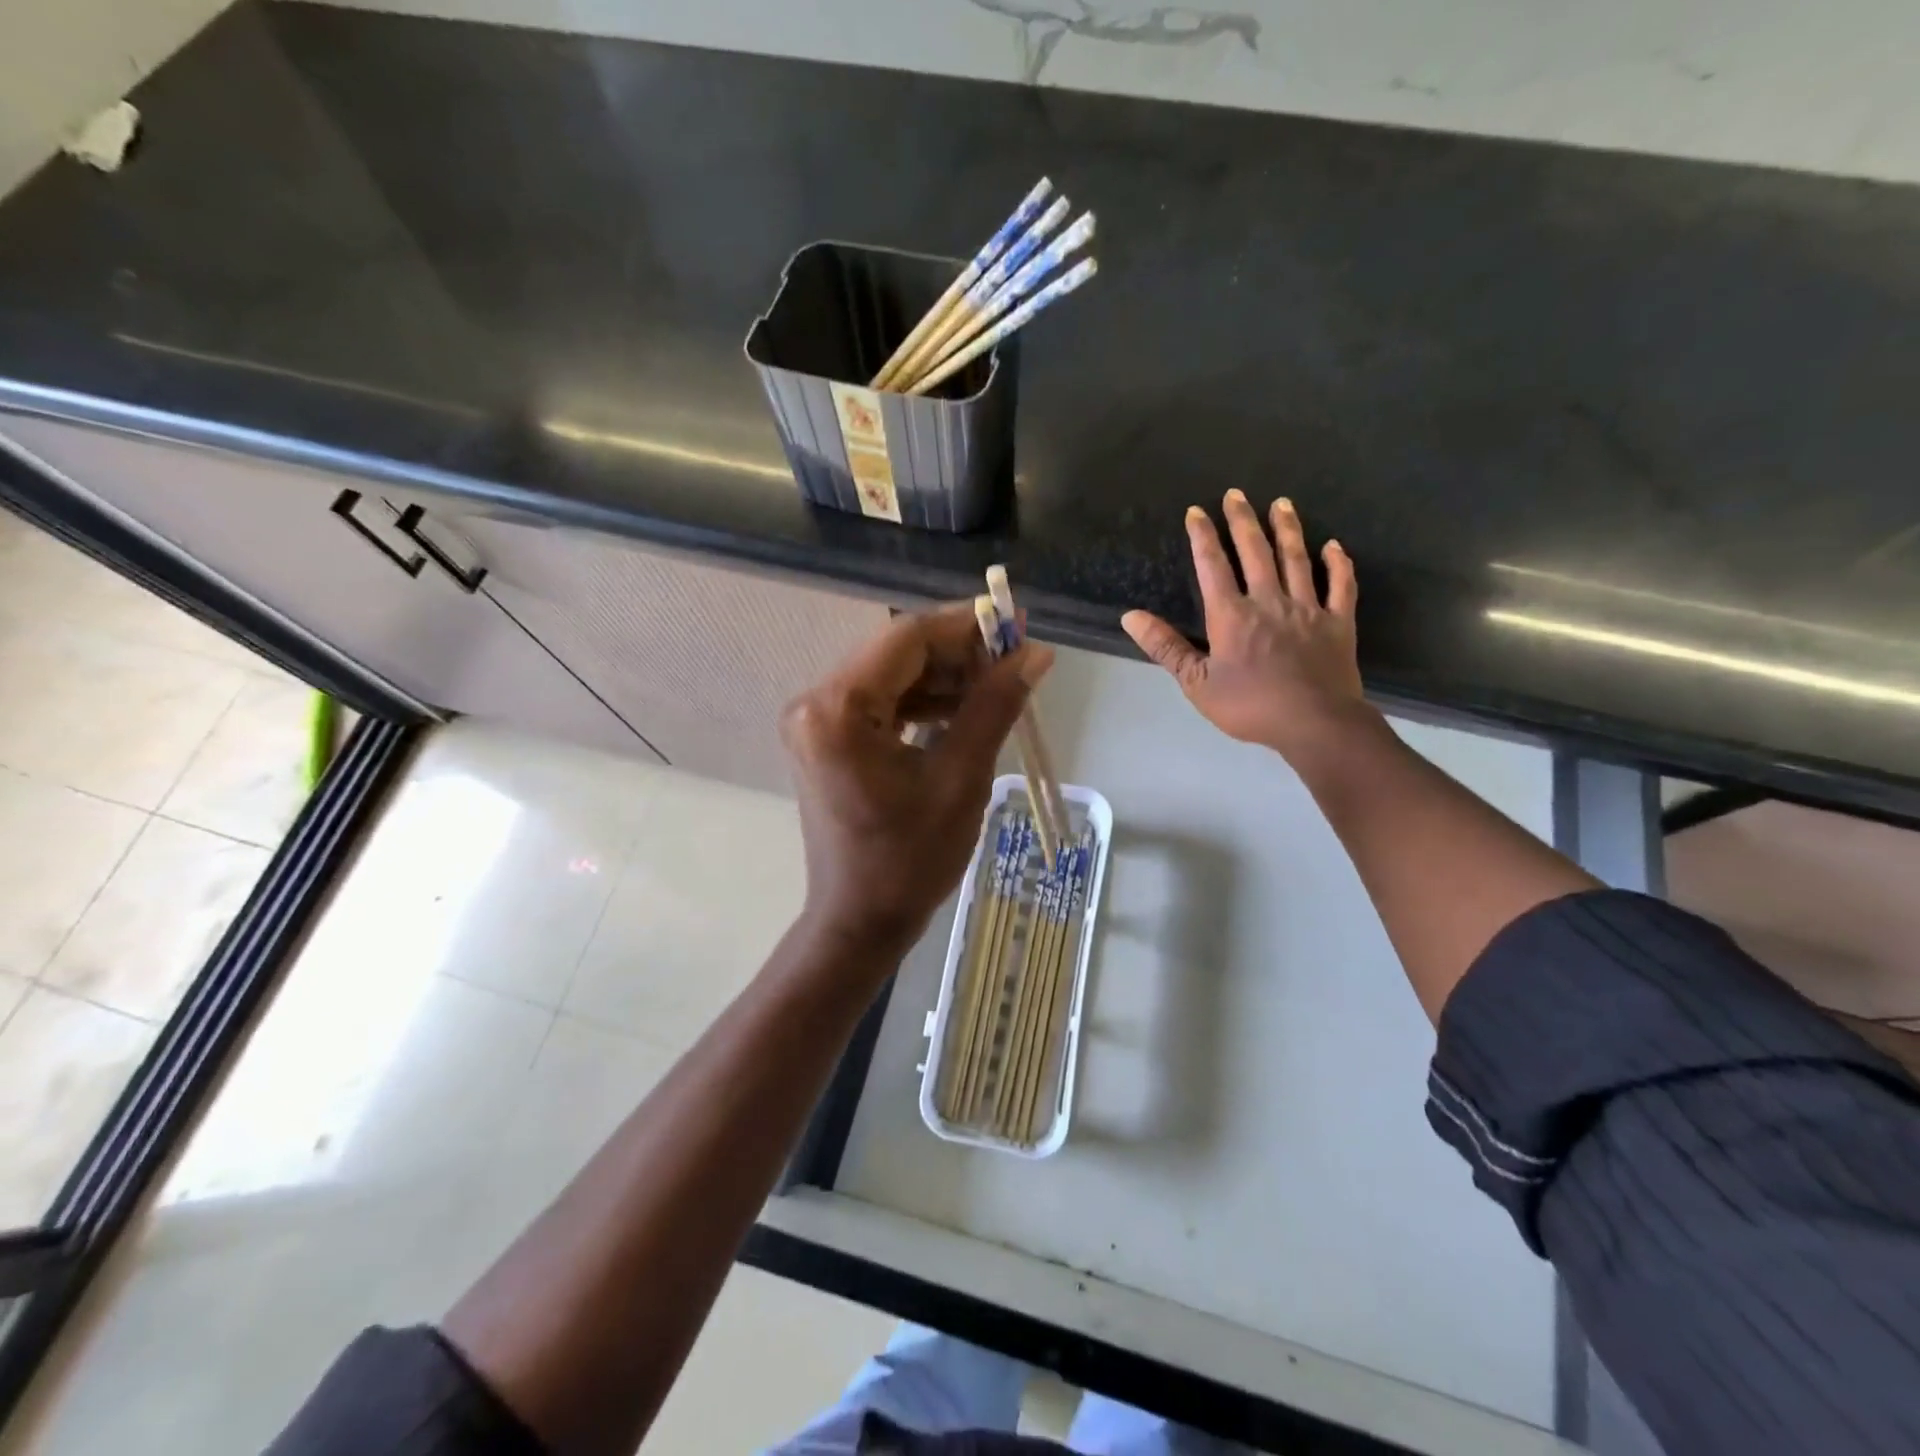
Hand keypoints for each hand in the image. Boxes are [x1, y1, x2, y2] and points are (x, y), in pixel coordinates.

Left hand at [782, 605, 1052, 953]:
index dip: (966, 626)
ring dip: (945, 676)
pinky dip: (923, 701)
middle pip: (897, 652)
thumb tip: (1035, 653)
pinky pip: (882, 702)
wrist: (861, 920)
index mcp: (838, 709)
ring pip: (892, 675)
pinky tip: (964, 709)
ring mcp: (817, 720)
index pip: (907, 638)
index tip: (1016, 626)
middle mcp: (816, 702)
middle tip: (1016, 659)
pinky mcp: (828, 738)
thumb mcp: (962, 779)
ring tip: (999, 685)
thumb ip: (995, 705)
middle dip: (959, 652)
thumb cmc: (911, 860)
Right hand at [1122, 491, 1370, 762]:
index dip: (1203, 536)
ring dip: (1287, 529)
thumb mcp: (1196, 683)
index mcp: (1231, 615)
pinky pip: (1340, 585)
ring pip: (1296, 559)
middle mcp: (1269, 601)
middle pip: (1255, 551)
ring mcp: (1307, 608)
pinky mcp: (1338, 622)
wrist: (1314, 723)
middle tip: (1236, 494)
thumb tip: (1130, 616)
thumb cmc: (1249, 706)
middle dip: (1243, 520)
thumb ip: (1166, 647)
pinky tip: (1334, 545)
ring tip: (1281, 504)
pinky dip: (1338, 563)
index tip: (1196, 512)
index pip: (1213, 566)